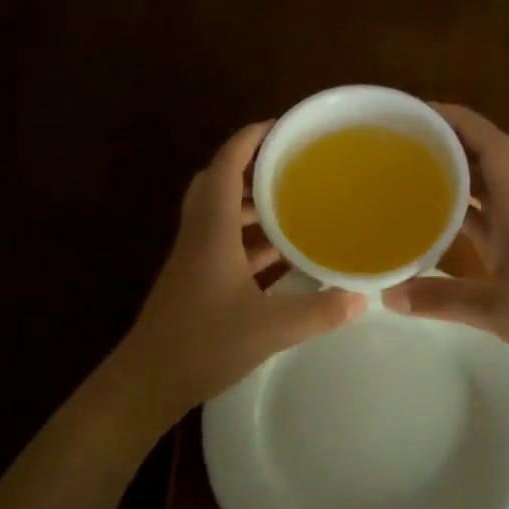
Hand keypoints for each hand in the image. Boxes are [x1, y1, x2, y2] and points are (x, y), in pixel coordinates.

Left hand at [101, 122, 366, 440]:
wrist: (147, 383)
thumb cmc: (203, 344)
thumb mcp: (270, 328)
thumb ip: (319, 312)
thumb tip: (362, 297)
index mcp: (212, 230)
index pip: (225, 166)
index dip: (249, 139)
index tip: (281, 125)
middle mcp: (200, 234)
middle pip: (217, 182)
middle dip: (251, 165)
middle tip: (290, 162)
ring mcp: (195, 257)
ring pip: (220, 213)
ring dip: (251, 203)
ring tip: (294, 201)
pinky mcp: (196, 279)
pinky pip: (224, 241)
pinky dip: (249, 236)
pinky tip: (281, 253)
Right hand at [384, 104, 508, 379]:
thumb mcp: (493, 309)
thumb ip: (439, 299)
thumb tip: (387, 294)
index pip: (493, 146)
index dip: (461, 121)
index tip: (423, 112)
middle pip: (489, 157)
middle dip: (452, 139)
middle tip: (408, 136)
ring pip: (488, 185)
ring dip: (457, 170)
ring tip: (414, 165)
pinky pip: (487, 215)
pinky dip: (462, 207)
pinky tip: (434, 216)